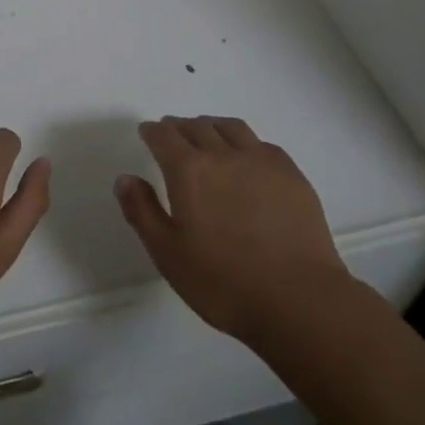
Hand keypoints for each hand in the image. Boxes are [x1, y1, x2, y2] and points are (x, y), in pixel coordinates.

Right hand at [115, 116, 348, 346]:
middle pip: (196, 125)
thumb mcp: (168, 254)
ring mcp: (261, 160)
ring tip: (207, 137)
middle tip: (173, 136)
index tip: (148, 133)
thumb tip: (125, 178)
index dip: (152, 132)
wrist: (299, 300)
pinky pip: (260, 143)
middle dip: (179, 127)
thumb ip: (142, 211)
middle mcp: (222, 154)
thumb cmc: (223, 282)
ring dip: (211, 126)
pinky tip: (246, 159)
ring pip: (230, 127)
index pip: (164, 135)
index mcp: (188, 170)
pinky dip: (244, 142)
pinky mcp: (290, 173)